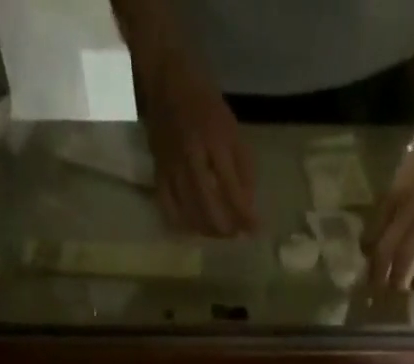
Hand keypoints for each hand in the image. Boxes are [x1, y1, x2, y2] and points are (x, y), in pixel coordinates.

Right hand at [134, 49, 257, 236]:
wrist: (168, 79)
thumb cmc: (206, 104)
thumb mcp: (233, 130)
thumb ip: (244, 168)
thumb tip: (248, 207)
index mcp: (215, 141)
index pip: (232, 190)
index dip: (245, 215)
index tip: (255, 230)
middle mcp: (192, 156)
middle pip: (210, 207)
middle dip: (226, 228)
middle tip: (235, 233)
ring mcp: (172, 166)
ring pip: (189, 212)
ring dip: (207, 230)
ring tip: (219, 232)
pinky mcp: (158, 171)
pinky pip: (168, 208)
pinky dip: (183, 224)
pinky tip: (194, 227)